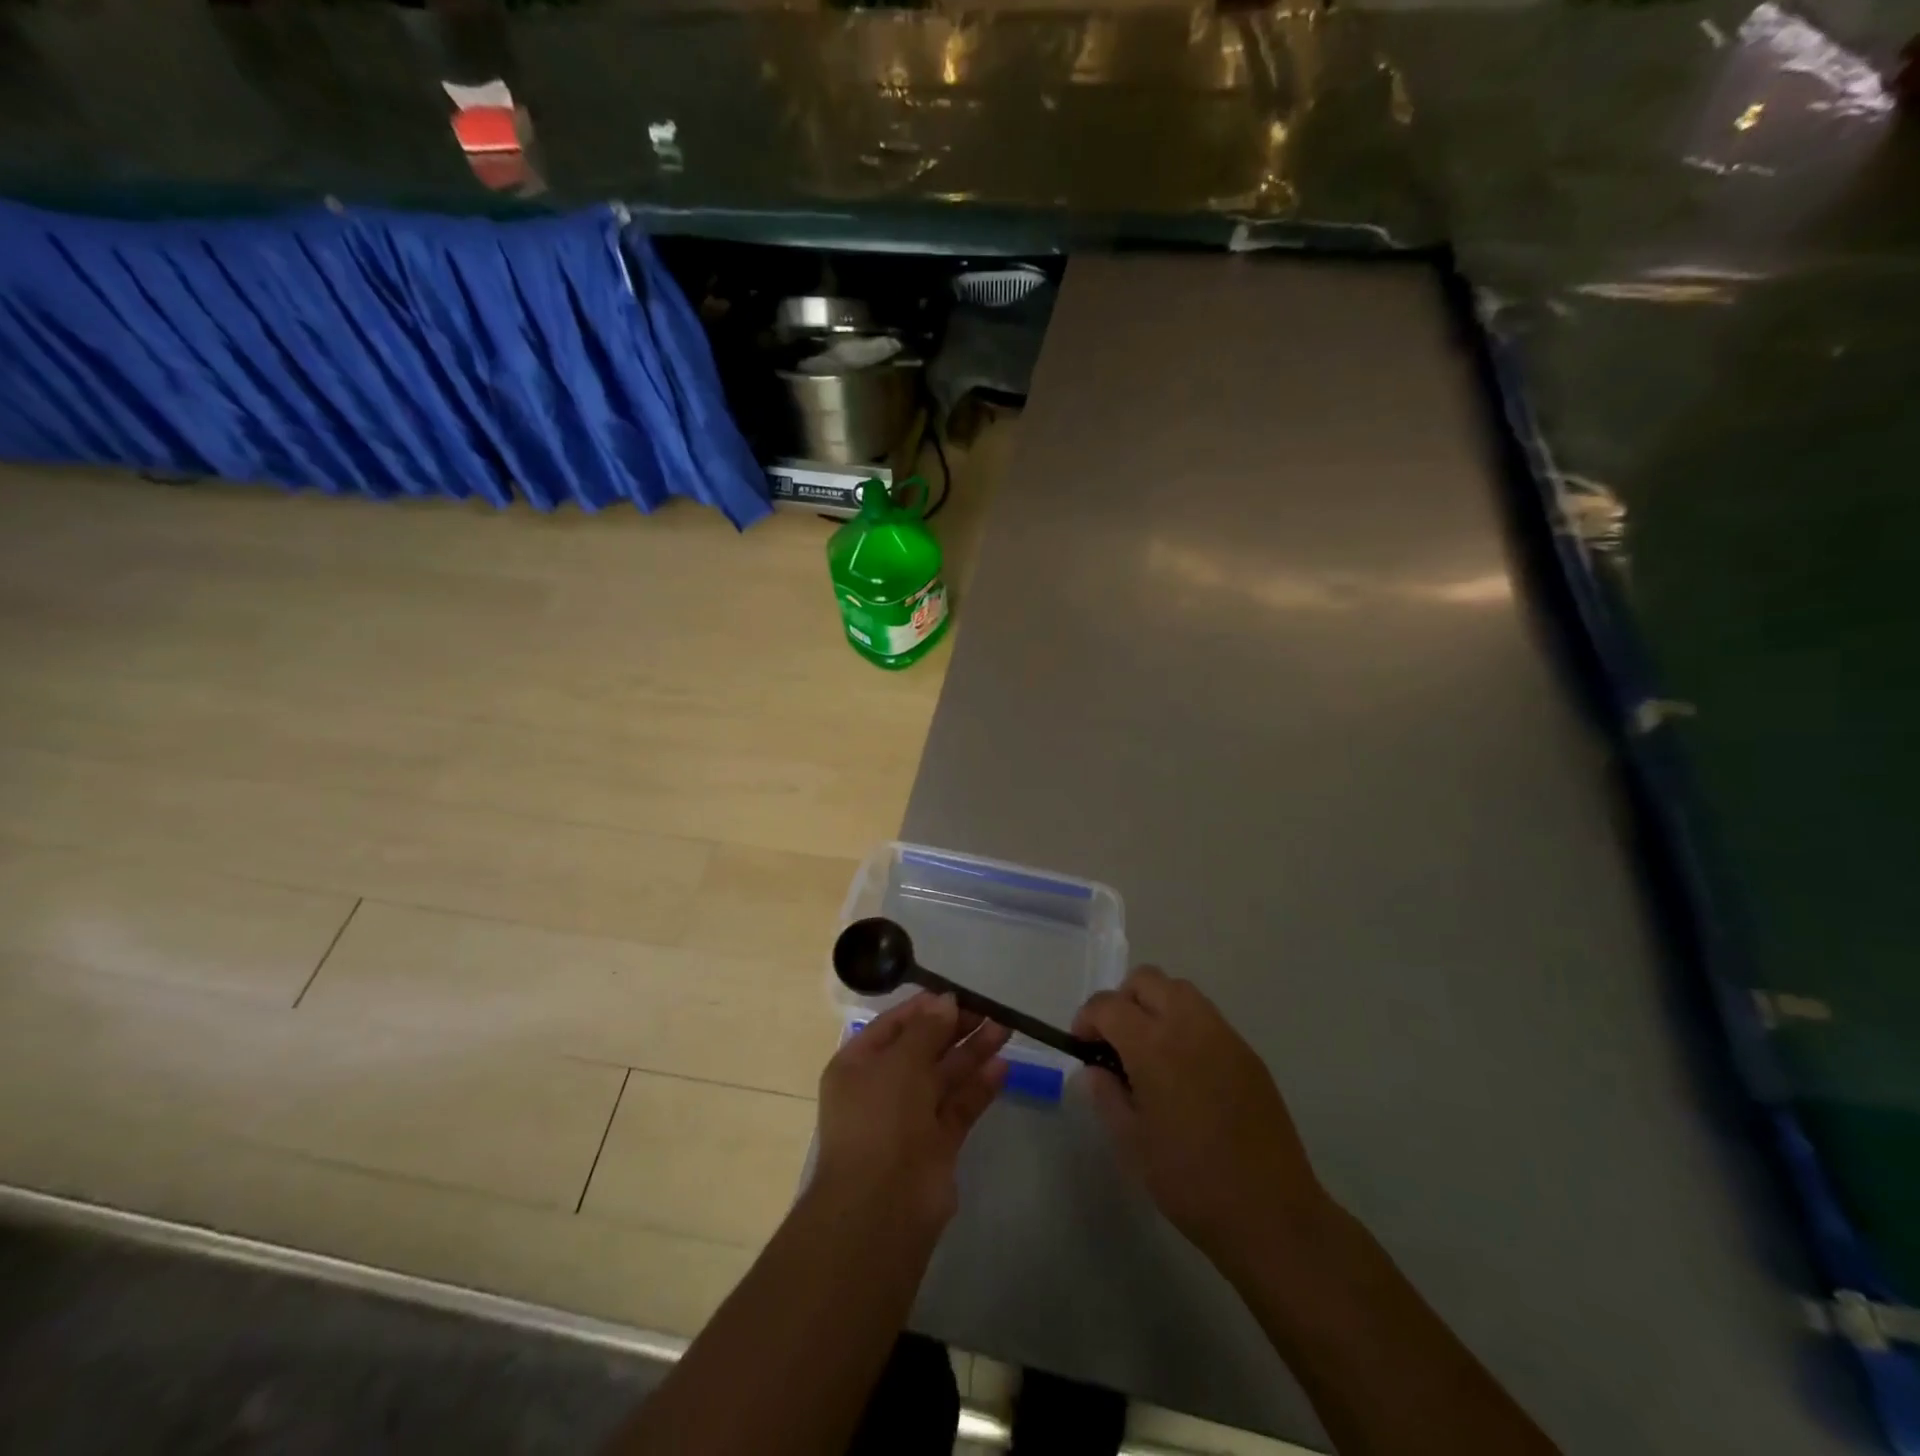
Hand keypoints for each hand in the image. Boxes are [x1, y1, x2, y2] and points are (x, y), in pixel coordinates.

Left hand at [814, 993, 1010, 1235]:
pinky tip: (1002, 1066)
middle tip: (989, 1009)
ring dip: (972, 1052)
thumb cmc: (881, 1119)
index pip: (893, 1026)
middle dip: (954, 1028)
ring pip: (944, 1076)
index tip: (957, 995)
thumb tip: (946, 1001)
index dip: (924, 1009)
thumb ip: (927, 1029)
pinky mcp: (937, 1144)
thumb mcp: (900, 1062)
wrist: (883, 1206)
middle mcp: (882, 1088)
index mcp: (858, 1066)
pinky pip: (959, 1106)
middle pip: (922, 1049)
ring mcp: (910, 1118)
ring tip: (1004, 1028)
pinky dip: (979, 1087)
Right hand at [1074, 967, 1329, 1271]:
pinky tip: (1184, 1070)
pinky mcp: (1248, 1053)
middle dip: (1121, 1000)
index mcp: (1154, 1046)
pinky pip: (1207, 1017)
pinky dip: (1184, 1025)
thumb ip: (1106, 1095)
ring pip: (1179, 990)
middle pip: (1146, 980)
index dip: (1087, 1018)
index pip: (1108, 1005)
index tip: (1081, 1046)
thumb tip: (1094, 1070)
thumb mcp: (1131, 1143)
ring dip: (1155, 1005)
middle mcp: (1189, 1026)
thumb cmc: (1190, 1182)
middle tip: (1115, 1042)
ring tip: (1149, 1051)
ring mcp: (1224, 1036)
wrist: (1272, 1214)